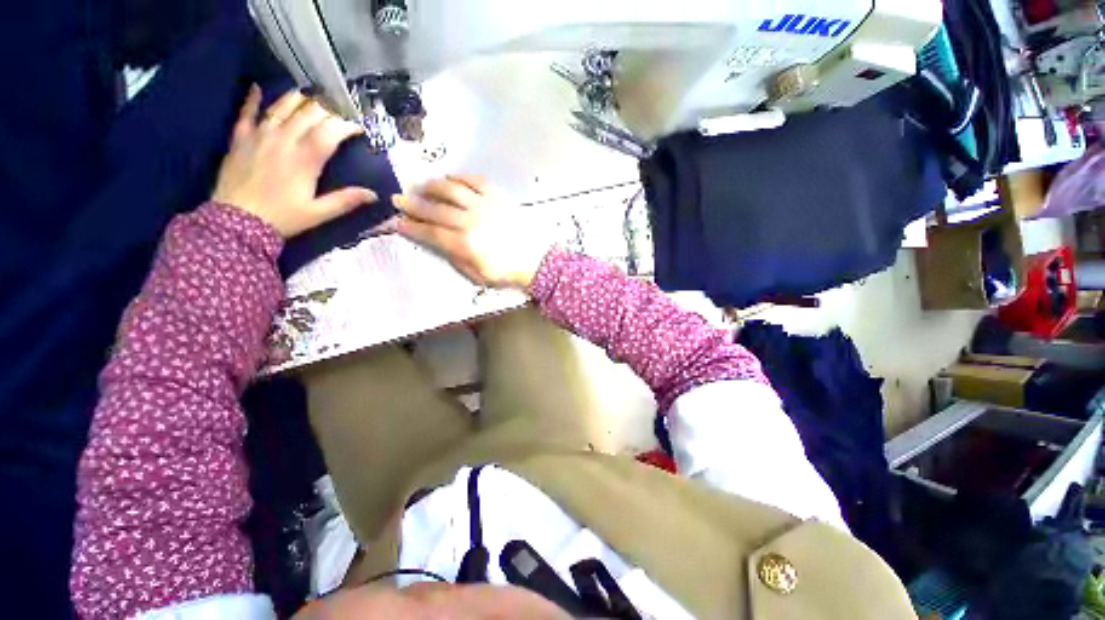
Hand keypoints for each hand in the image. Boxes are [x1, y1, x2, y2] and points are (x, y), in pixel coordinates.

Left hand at [212, 85, 378, 237]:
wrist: (236, 221)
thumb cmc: (282, 217)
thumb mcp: (319, 213)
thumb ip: (345, 201)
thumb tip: (373, 195)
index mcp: (305, 159)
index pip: (330, 131)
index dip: (346, 125)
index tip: (358, 127)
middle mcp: (284, 140)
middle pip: (309, 114)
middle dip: (328, 110)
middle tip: (339, 112)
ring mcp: (260, 136)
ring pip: (281, 107)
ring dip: (299, 99)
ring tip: (311, 96)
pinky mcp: (241, 138)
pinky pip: (246, 113)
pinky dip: (252, 99)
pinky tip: (257, 88)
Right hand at [394, 175, 552, 288]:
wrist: (535, 260)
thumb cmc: (505, 271)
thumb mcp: (476, 275)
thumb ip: (455, 257)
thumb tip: (439, 241)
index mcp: (464, 244)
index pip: (430, 232)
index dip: (411, 226)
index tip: (396, 222)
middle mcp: (470, 221)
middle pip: (435, 209)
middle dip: (413, 204)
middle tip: (398, 199)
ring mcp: (484, 206)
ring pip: (452, 189)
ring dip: (432, 186)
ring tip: (422, 186)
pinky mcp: (498, 197)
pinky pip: (476, 181)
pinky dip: (460, 177)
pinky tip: (451, 177)